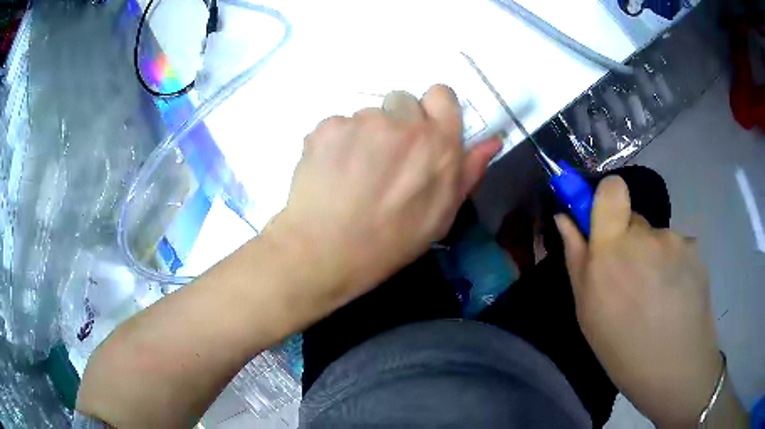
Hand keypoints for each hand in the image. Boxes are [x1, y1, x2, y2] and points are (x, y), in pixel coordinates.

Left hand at [267, 85, 500, 307]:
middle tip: (384, 158)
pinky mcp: (328, 126)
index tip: (421, 128)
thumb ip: (468, 171)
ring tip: (352, 172)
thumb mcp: (442, 214)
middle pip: (403, 101)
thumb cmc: (392, 241)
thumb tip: (493, 140)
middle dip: (397, 122)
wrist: (327, 251)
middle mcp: (405, 124)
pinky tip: (330, 171)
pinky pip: (338, 124)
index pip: (442, 94)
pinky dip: (335, 142)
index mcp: (439, 145)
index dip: (432, 108)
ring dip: (364, 134)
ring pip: (367, 114)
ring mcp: (363, 122)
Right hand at [555, 176, 721, 425]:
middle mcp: (646, 237)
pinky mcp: (695, 249)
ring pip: (656, 237)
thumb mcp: (588, 311)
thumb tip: (565, 218)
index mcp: (612, 251)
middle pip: (634, 219)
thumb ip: (577, 258)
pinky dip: (674, 265)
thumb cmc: (623, 348)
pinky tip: (676, 296)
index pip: (612, 190)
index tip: (605, 220)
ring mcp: (675, 241)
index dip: (606, 196)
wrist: (675, 369)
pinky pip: (677, 248)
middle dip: (629, 241)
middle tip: (633, 282)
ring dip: (653, 257)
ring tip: (658, 296)